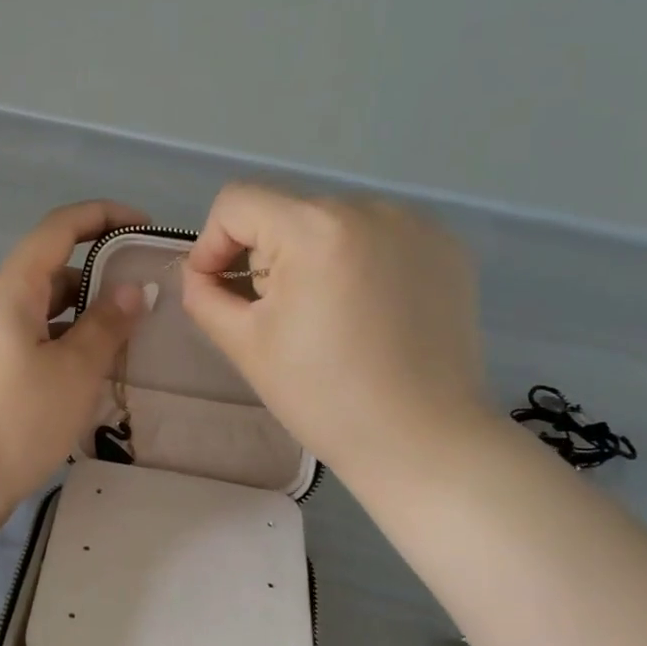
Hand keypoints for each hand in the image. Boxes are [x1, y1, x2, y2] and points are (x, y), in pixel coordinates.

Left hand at [0, 201, 146, 521]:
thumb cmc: (15, 417)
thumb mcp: (73, 369)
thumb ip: (107, 324)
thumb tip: (132, 287)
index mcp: (13, 290)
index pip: (58, 228)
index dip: (102, 216)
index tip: (145, 227)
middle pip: (53, 271)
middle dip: (100, 275)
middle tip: (145, 297)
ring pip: (46, 314)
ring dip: (86, 318)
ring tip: (130, 340)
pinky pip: (37, 345)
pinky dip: (68, 348)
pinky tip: (94, 376)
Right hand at [181, 183, 490, 483]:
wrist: (423, 442)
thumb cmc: (323, 397)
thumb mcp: (244, 345)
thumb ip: (204, 295)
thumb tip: (200, 272)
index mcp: (315, 229)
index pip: (237, 203)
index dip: (211, 244)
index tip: (218, 292)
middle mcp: (370, 208)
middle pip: (285, 213)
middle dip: (265, 258)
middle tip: (277, 318)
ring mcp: (417, 225)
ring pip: (331, 224)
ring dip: (311, 259)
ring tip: (327, 318)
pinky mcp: (446, 248)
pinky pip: (376, 238)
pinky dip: (356, 263)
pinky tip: (368, 313)